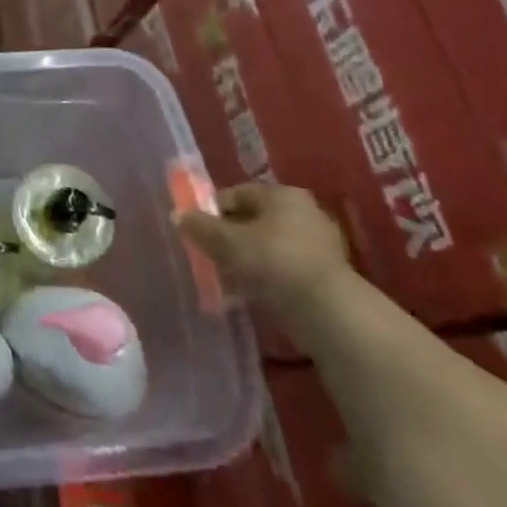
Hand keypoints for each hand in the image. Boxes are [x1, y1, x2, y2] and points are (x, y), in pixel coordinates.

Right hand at [175, 182, 348, 314]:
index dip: (211, 212)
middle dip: (229, 238)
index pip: (236, 194)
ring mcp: (320, 243)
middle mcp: (304, 211)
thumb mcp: (225, 242)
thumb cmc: (273, 263)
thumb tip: (178, 215)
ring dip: (247, 260)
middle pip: (253, 220)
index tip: (197, 234)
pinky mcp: (327, 274)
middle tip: (211, 258)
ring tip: (229, 281)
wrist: (328, 312)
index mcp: (282, 194)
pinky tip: (254, 294)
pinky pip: (285, 268)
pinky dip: (267, 277)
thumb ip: (199, 227)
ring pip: (268, 246)